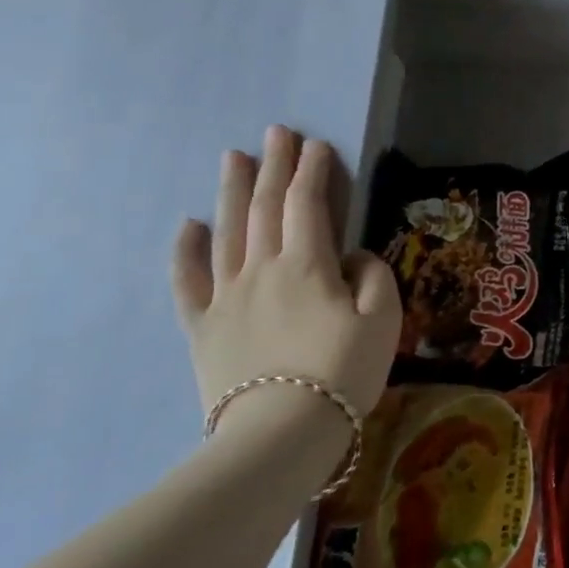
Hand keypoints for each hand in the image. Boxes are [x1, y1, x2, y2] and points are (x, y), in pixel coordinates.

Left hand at [170, 126, 401, 427]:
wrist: (280, 435)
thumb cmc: (343, 373)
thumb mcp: (383, 319)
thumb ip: (372, 276)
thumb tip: (351, 257)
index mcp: (308, 265)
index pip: (309, 205)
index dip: (314, 171)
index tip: (318, 144)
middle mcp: (262, 270)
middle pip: (265, 208)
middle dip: (273, 166)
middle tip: (276, 132)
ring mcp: (226, 297)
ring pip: (226, 232)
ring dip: (232, 191)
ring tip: (234, 157)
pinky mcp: (203, 328)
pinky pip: (188, 282)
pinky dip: (185, 251)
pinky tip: (187, 225)